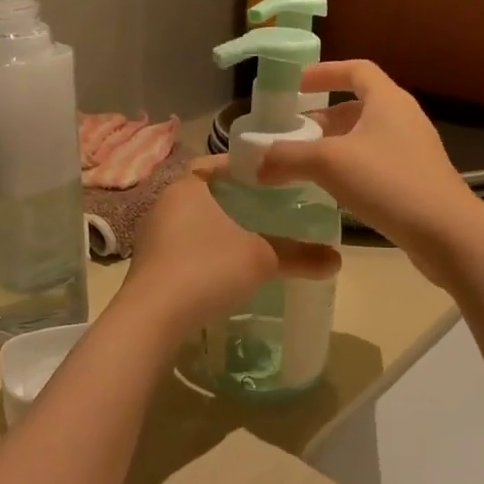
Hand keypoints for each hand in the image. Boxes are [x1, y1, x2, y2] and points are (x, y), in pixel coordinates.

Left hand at [118, 166, 339, 340]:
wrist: (152, 318)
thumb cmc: (207, 270)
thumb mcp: (261, 260)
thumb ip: (299, 256)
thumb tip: (337, 260)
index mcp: (186, 188)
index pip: (211, 164)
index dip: (238, 168)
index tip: (264, 178)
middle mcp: (162, 206)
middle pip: (201, 194)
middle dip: (229, 201)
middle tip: (263, 210)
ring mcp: (150, 238)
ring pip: (188, 224)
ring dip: (213, 230)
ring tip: (247, 241)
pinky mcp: (146, 268)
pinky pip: (179, 250)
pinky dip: (200, 254)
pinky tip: (221, 272)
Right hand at [258, 60, 483, 278]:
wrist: (446, 233)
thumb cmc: (388, 182)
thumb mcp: (329, 164)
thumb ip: (287, 158)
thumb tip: (255, 162)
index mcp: (388, 100)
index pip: (356, 70)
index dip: (324, 72)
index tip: (295, 85)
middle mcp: (403, 118)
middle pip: (358, 106)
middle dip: (322, 117)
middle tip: (292, 134)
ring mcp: (413, 151)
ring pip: (365, 138)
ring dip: (334, 146)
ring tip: (304, 165)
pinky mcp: (415, 180)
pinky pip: (375, 164)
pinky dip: (349, 169)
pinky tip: (331, 192)